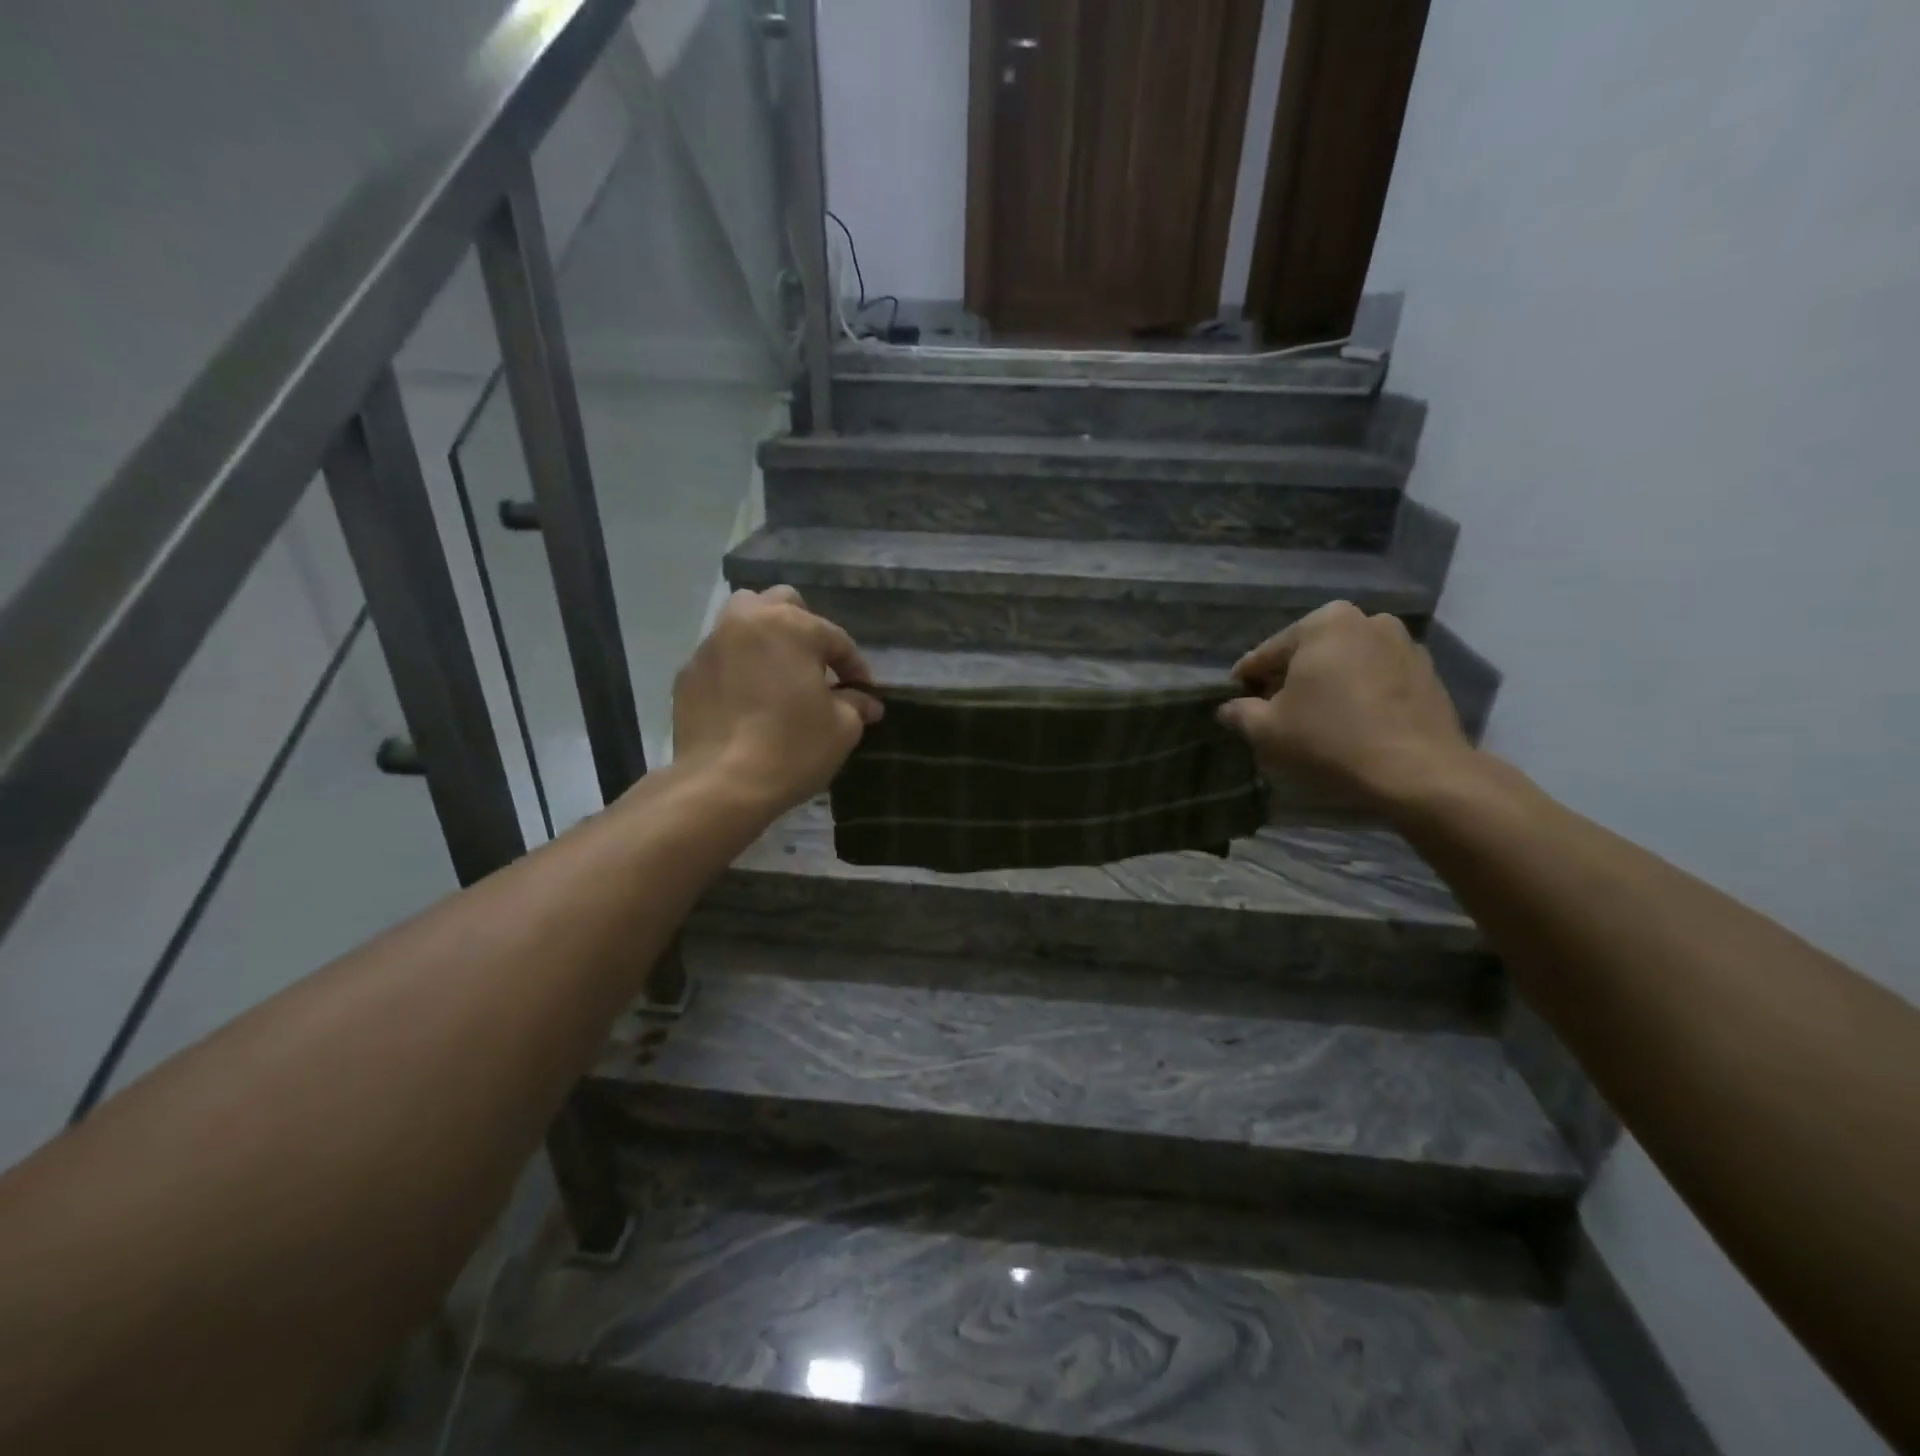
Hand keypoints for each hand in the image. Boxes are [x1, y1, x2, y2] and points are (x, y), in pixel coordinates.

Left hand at [671, 586, 882, 814]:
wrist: (720, 785)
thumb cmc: (792, 749)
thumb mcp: (842, 729)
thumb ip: (856, 705)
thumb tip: (866, 702)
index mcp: (791, 626)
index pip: (836, 639)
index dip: (855, 667)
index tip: (865, 693)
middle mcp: (747, 622)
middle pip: (782, 604)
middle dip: (804, 629)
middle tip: (816, 666)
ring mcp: (711, 646)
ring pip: (743, 623)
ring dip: (766, 640)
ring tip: (779, 674)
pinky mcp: (687, 674)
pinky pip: (721, 658)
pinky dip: (738, 668)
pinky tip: (747, 701)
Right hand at [1217, 602, 1475, 810]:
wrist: (1418, 772)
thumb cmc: (1331, 739)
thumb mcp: (1267, 730)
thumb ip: (1240, 713)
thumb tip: (1227, 709)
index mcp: (1324, 622)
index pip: (1267, 653)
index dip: (1246, 682)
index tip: (1237, 704)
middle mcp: (1367, 620)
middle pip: (1309, 654)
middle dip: (1290, 681)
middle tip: (1276, 715)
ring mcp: (1403, 644)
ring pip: (1345, 665)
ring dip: (1326, 686)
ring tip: (1315, 721)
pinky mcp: (1427, 672)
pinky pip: (1376, 679)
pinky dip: (1359, 694)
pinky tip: (1351, 724)